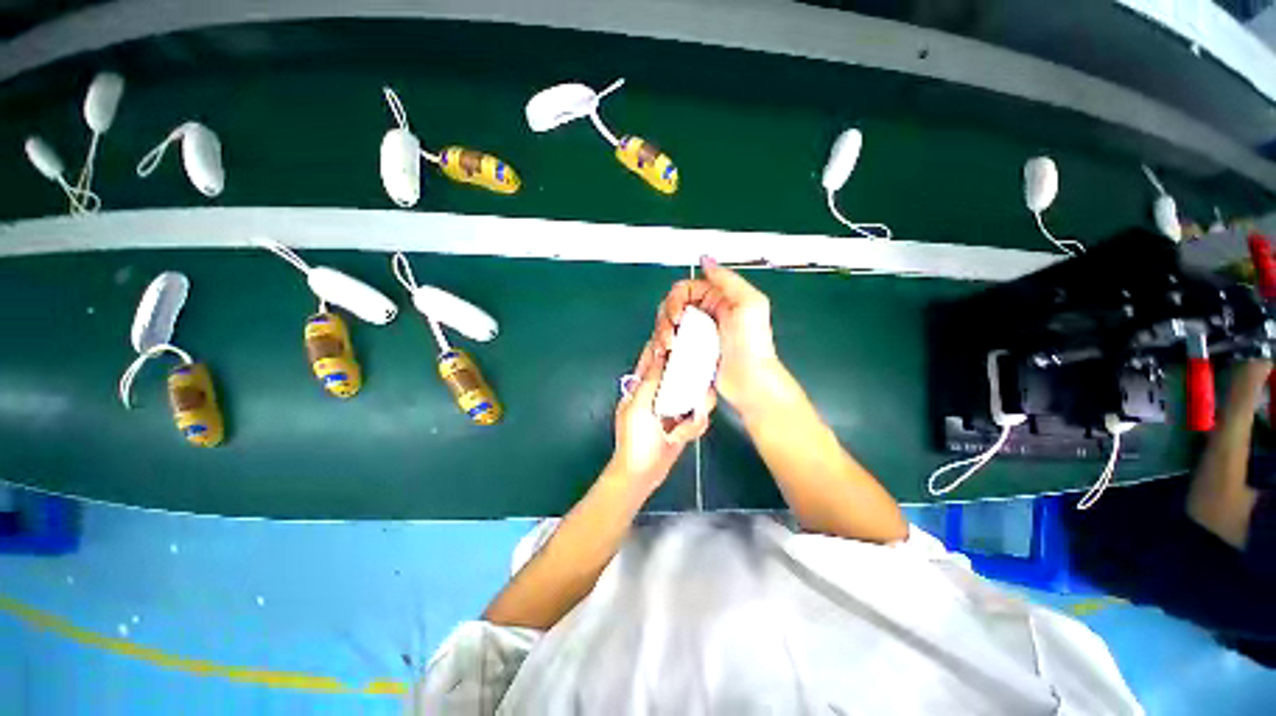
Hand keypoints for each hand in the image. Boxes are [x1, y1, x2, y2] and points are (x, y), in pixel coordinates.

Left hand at [610, 339, 713, 495]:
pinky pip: (695, 415)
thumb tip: (660, 353)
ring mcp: (671, 406)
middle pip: (677, 372)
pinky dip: (693, 425)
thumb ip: (651, 380)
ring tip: (684, 426)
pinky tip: (683, 436)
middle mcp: (657, 391)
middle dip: (690, 379)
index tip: (680, 334)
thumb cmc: (635, 439)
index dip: (663, 342)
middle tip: (698, 387)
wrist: (641, 474)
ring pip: (691, 393)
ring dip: (694, 409)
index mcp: (640, 385)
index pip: (651, 356)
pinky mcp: (682, 421)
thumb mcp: (639, 406)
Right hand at [656, 257, 780, 410]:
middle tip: (671, 336)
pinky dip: (664, 346)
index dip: (676, 300)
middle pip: (672, 307)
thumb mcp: (749, 303)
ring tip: (669, 348)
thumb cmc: (753, 344)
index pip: (685, 290)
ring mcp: (697, 334)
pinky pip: (671, 343)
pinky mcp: (691, 351)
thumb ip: (727, 279)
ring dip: (662, 334)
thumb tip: (706, 259)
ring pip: (668, 326)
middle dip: (666, 319)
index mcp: (718, 299)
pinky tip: (667, 354)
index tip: (677, 316)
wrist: (750, 380)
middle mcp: (705, 314)